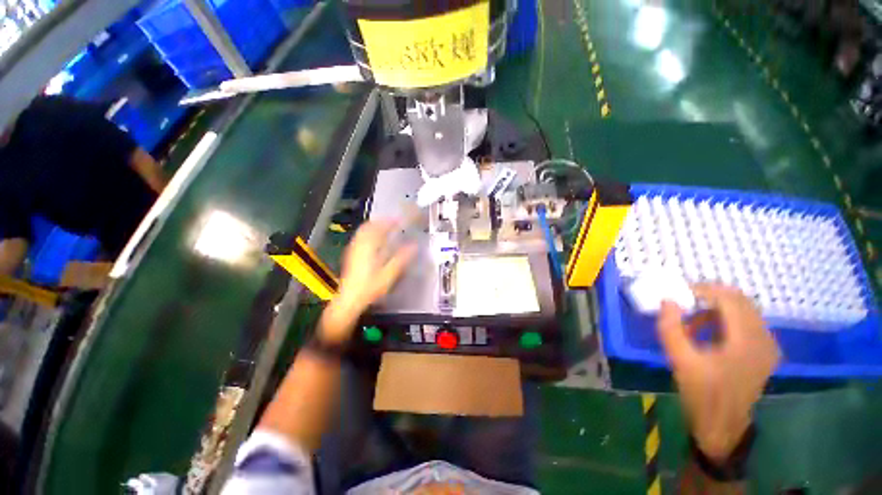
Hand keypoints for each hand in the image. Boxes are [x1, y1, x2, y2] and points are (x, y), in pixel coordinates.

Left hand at [320, 221, 415, 342]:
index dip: (390, 221)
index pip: (379, 228)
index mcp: (369, 248)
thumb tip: (414, 246)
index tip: (400, 219)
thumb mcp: (389, 274)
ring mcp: (353, 249)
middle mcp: (359, 245)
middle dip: (381, 221)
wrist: (349, 300)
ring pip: (363, 231)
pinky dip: (368, 232)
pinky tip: (374, 238)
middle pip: (369, 226)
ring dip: (374, 225)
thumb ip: (401, 258)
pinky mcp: (351, 254)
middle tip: (393, 221)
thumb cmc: (370, 288)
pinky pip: (360, 237)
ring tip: (385, 226)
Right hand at [658, 284, 779, 460]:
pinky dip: (726, 319)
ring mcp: (767, 345)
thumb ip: (671, 328)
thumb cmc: (702, 393)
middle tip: (685, 301)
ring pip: (745, 310)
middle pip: (741, 301)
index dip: (704, 290)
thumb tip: (668, 301)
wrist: (723, 425)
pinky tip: (708, 332)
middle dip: (711, 296)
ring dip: (718, 308)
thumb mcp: (680, 361)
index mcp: (746, 341)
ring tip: (693, 320)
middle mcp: (764, 338)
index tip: (680, 292)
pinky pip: (747, 323)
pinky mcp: (764, 352)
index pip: (730, 299)